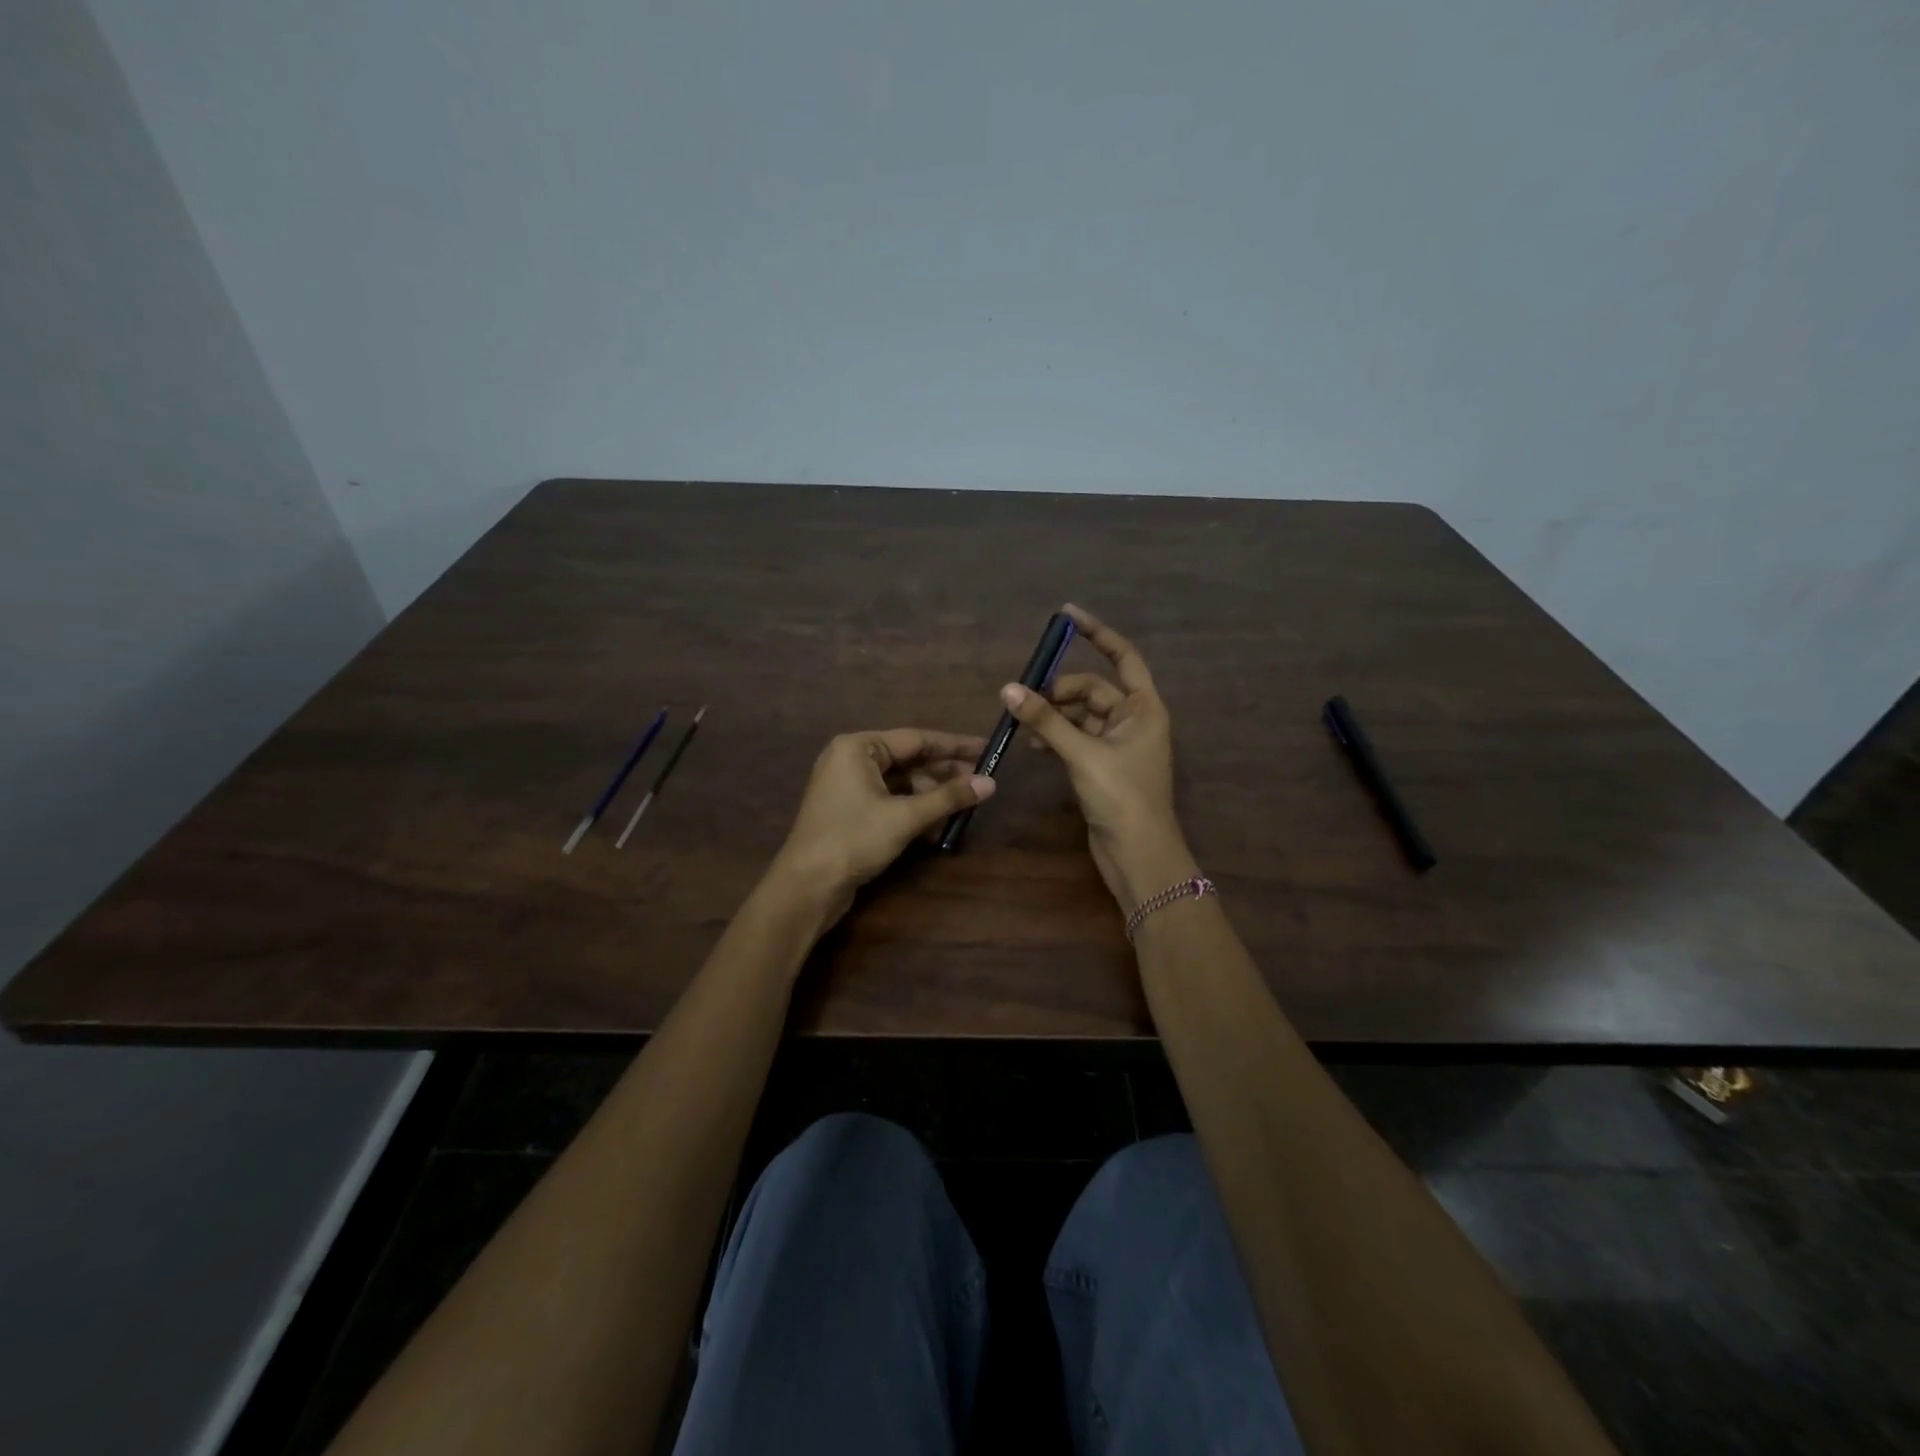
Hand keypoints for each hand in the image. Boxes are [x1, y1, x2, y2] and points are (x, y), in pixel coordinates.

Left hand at [770, 728, 992, 927]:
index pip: (916, 739)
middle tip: (982, 782)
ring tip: (964, 808)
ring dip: (931, 797)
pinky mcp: (850, 812)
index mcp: (858, 747)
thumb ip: (948, 798)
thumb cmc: (854, 839)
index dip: (955, 746)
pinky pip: (889, 802)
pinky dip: (913, 812)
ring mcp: (848, 787)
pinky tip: (937, 829)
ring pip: (901, 784)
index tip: (986, 748)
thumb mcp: (905, 817)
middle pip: (909, 761)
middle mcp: (851, 760)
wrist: (807, 886)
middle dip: (944, 775)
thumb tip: (990, 783)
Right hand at [1000, 604, 1195, 908]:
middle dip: (1059, 692)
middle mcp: (1134, 720)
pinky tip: (1033, 746)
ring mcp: (1119, 745)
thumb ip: (1046, 720)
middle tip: (1026, 700)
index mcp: (1144, 708)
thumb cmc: (1121, 796)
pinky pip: (1076, 739)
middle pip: (1092, 690)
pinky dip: (1056, 738)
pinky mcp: (1103, 766)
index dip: (1096, 633)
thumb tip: (1009, 689)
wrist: (1137, 854)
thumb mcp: (1082, 753)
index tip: (1066, 615)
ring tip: (1024, 725)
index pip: (1122, 657)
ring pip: (1080, 716)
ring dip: (1054, 717)